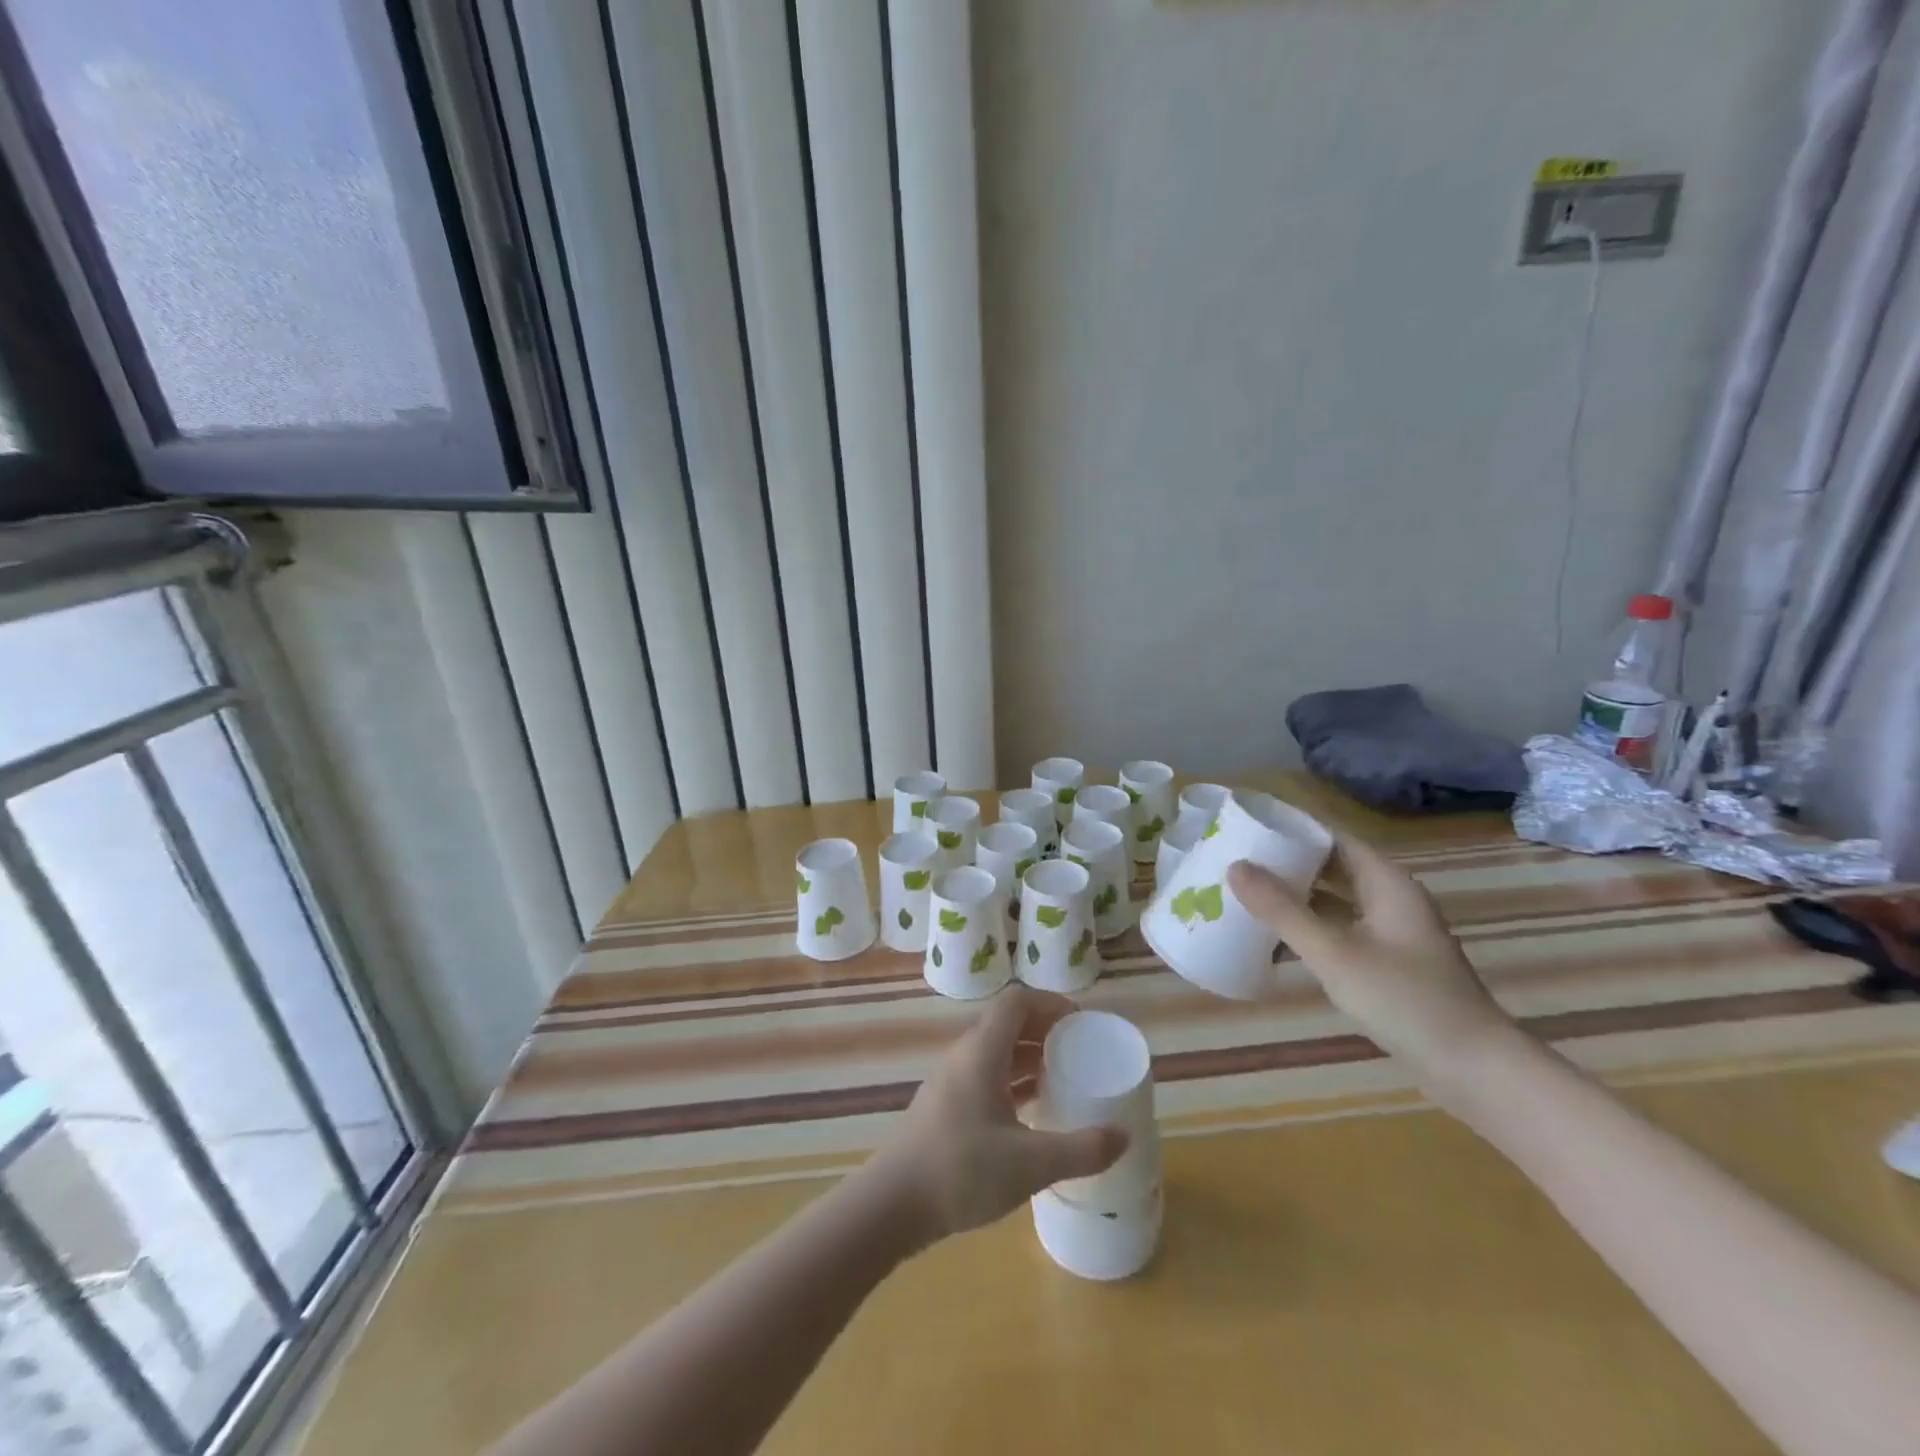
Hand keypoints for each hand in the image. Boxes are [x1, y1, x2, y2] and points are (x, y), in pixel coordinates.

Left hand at [868, 986, 1127, 1245]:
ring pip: (997, 1052)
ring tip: (1065, 1079)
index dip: (1051, 1003)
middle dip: (1046, 1031)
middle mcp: (965, 1056)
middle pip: (1008, 1023)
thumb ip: (1080, 1150)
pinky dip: (1014, 1082)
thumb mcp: (1029, 1164)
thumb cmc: (960, 1170)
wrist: (891, 1205)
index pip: (1017, 1001)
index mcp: (982, 1051)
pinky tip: (1033, 1112)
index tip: (1082, 1024)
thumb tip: (1123, 1136)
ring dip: (1030, 1058)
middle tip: (1081, 1051)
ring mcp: (952, 1082)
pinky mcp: (947, 1107)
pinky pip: (987, 1077)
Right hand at [1227, 835, 1520, 1100]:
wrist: (1475, 1070)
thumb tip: (1235, 867)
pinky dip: (1309, 930)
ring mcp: (1392, 934)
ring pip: (1335, 903)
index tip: (1247, 829)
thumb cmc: (1405, 1000)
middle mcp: (1391, 900)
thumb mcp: (1334, 953)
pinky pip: (1340, 932)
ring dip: (1295, 900)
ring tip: (1245, 898)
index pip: (1332, 838)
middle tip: (1236, 863)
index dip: (1292, 830)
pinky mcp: (1389, 964)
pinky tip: (1275, 942)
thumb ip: (1283, 910)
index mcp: (1387, 883)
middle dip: (1287, 866)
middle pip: (1332, 868)